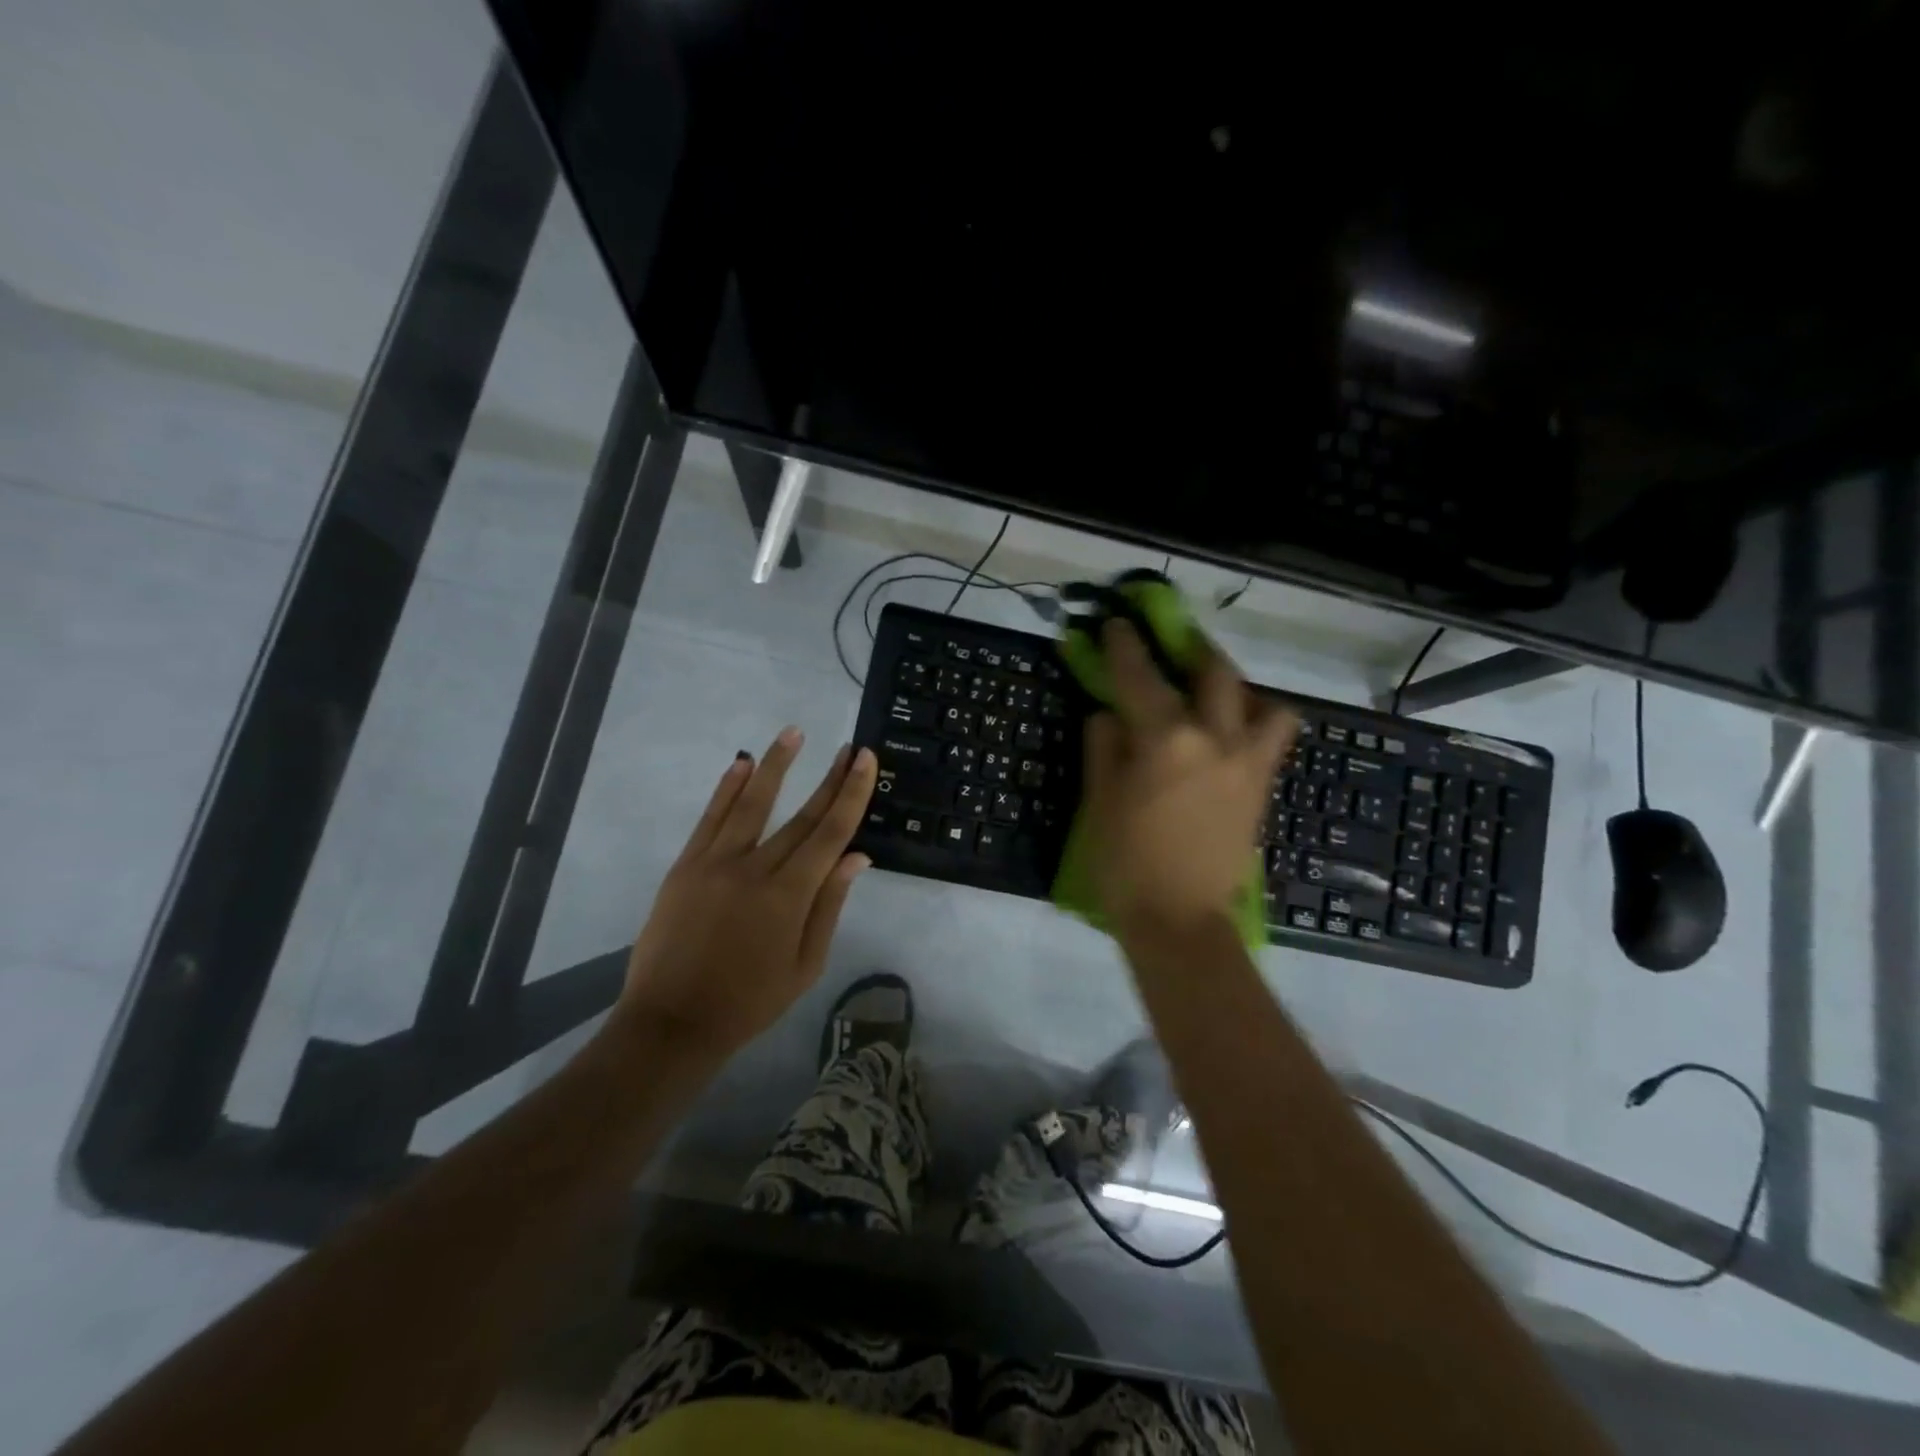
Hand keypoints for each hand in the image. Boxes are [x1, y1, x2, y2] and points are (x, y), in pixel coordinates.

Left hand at [610, 728, 877, 1065]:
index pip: (830, 833)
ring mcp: (715, 863)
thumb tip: (857, 856)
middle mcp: (755, 869)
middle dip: (828, 778)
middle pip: (800, 815)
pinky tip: (741, 763)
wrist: (671, 1022)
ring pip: (752, 804)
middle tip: (846, 747)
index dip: (851, 793)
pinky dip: (726, 789)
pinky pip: (710, 819)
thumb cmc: (749, 1002)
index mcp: (790, 896)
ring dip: (775, 765)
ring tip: (794, 732)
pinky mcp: (686, 866)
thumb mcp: (805, 965)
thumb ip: (829, 907)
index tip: (864, 760)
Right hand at [1082, 620, 1297, 937]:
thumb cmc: (1126, 863)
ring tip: (1211, 694)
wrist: (1180, 920)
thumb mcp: (1100, 801)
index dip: (1126, 645)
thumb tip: (1108, 714)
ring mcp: (1247, 761)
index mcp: (1166, 738)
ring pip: (1261, 700)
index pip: (1141, 676)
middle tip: (1172, 643)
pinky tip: (1229, 733)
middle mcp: (1215, 737)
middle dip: (1191, 648)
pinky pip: (1271, 736)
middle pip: (1213, 671)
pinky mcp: (1261, 786)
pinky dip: (1255, 720)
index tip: (1118, 623)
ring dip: (1236, 686)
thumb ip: (1104, 746)